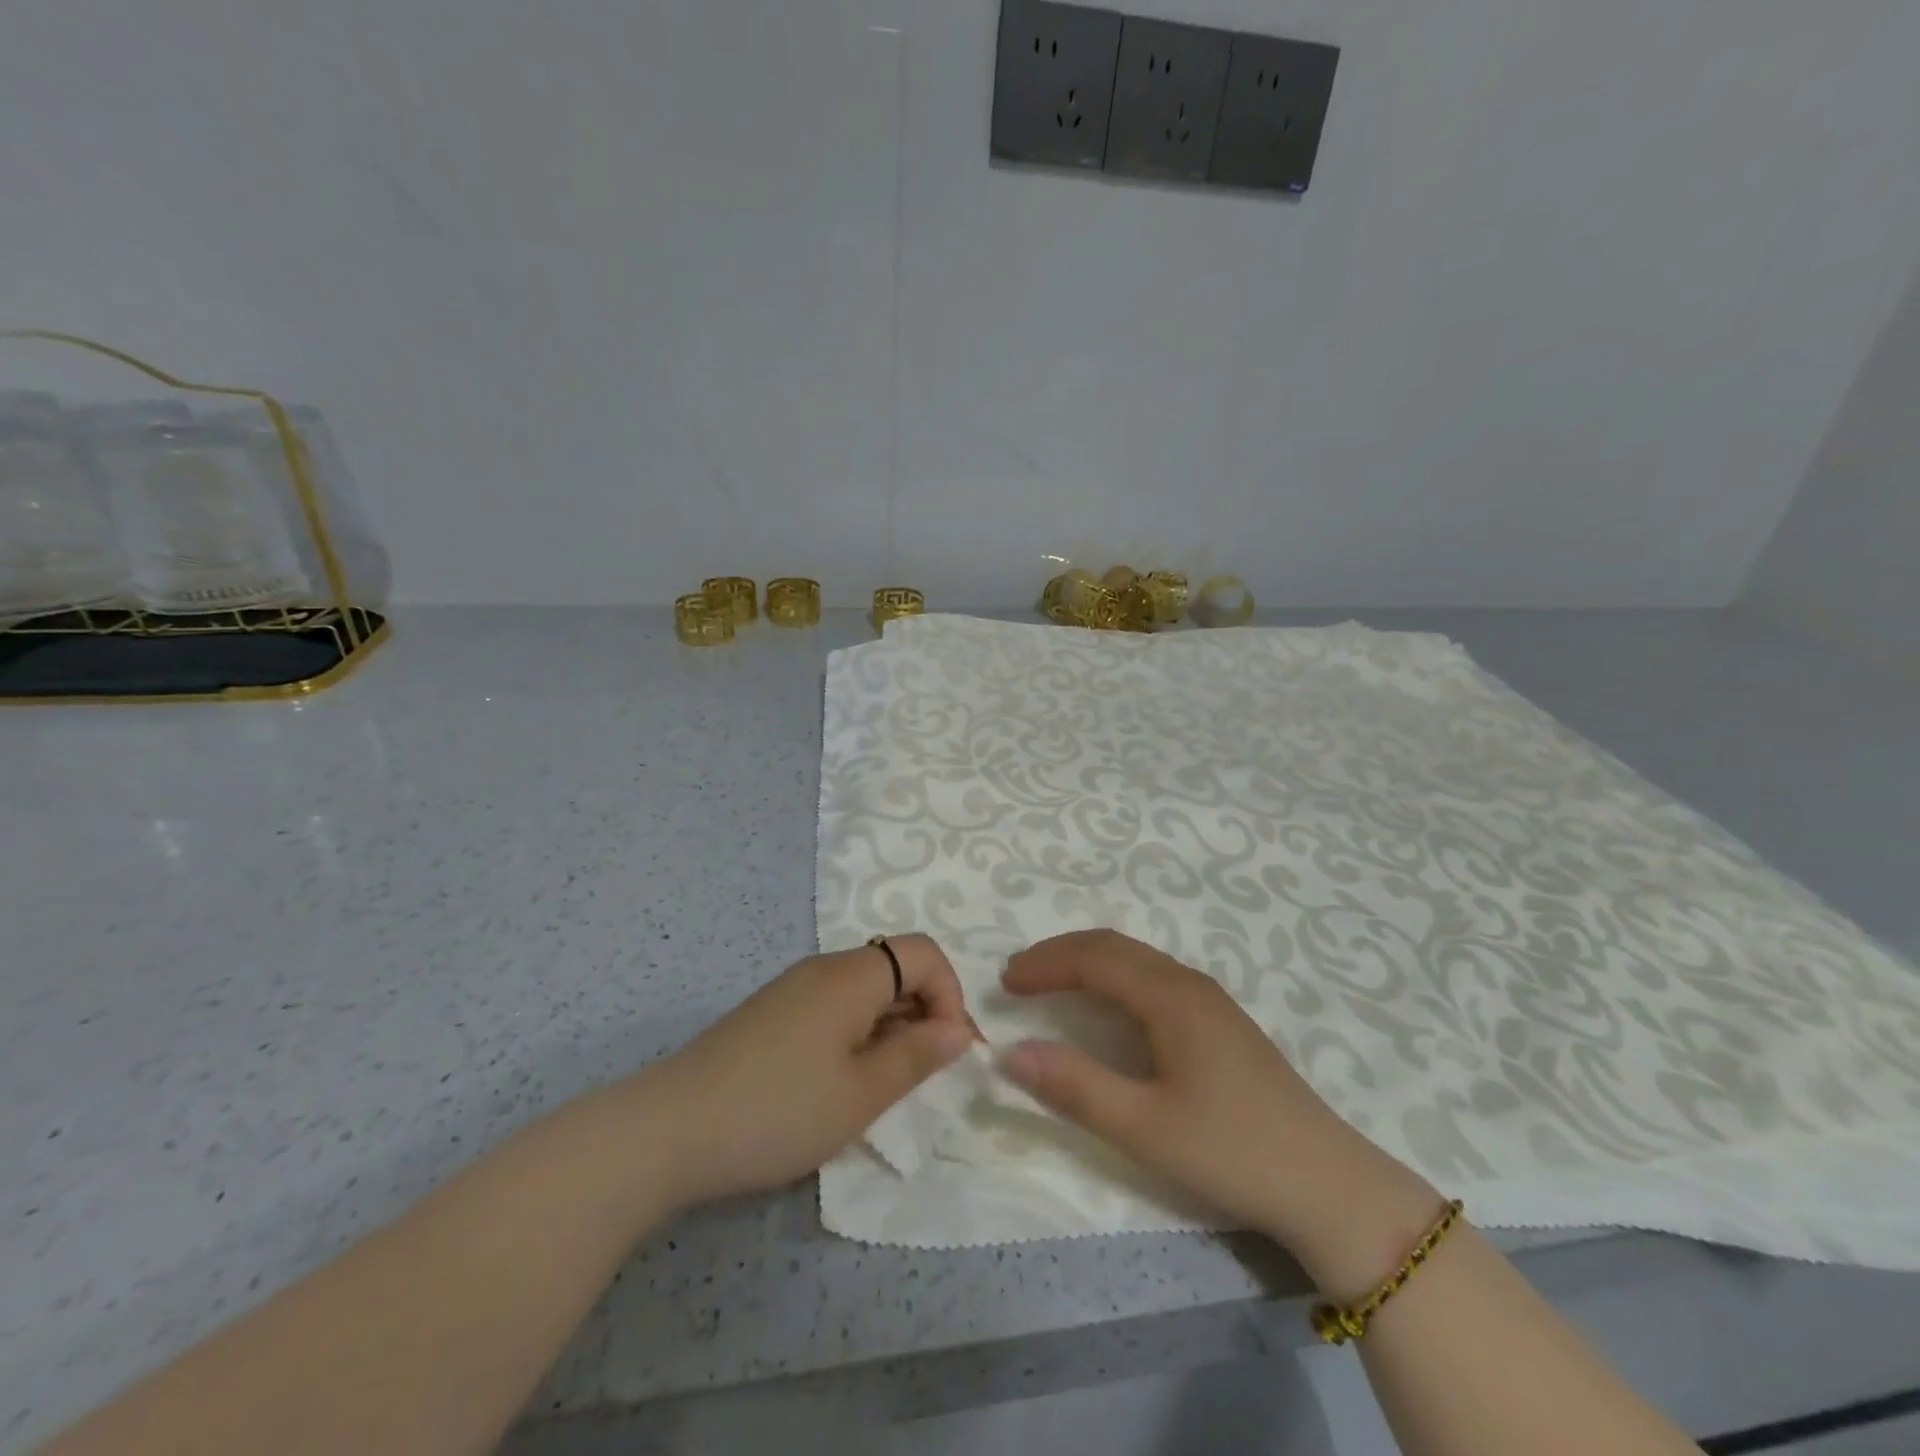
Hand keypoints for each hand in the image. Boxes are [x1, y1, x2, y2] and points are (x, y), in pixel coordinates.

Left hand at [650, 935, 972, 1206]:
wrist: (667, 1131)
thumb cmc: (778, 1111)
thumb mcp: (862, 1094)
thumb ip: (917, 1057)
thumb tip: (958, 1030)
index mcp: (851, 976)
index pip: (923, 953)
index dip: (950, 994)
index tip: (951, 1051)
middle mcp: (823, 968)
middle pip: (894, 968)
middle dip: (924, 1012)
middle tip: (924, 1075)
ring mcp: (792, 990)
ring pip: (864, 990)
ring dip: (890, 1027)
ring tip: (883, 1085)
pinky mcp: (771, 1014)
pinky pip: (833, 1007)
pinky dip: (857, 1034)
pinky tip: (840, 1082)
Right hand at [1000, 930, 1439, 1289]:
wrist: (1330, 1184)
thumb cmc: (1231, 1150)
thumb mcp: (1143, 1126)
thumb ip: (1074, 1086)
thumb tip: (1009, 1052)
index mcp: (1171, 996)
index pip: (1094, 957)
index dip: (1045, 963)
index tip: (1004, 983)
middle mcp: (1190, 983)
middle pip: (1115, 947)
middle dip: (1062, 955)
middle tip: (1019, 978)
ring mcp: (1211, 1001)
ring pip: (1137, 961)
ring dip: (1089, 965)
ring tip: (1052, 987)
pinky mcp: (1222, 1023)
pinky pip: (1154, 979)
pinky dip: (1115, 981)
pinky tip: (1108, 1010)